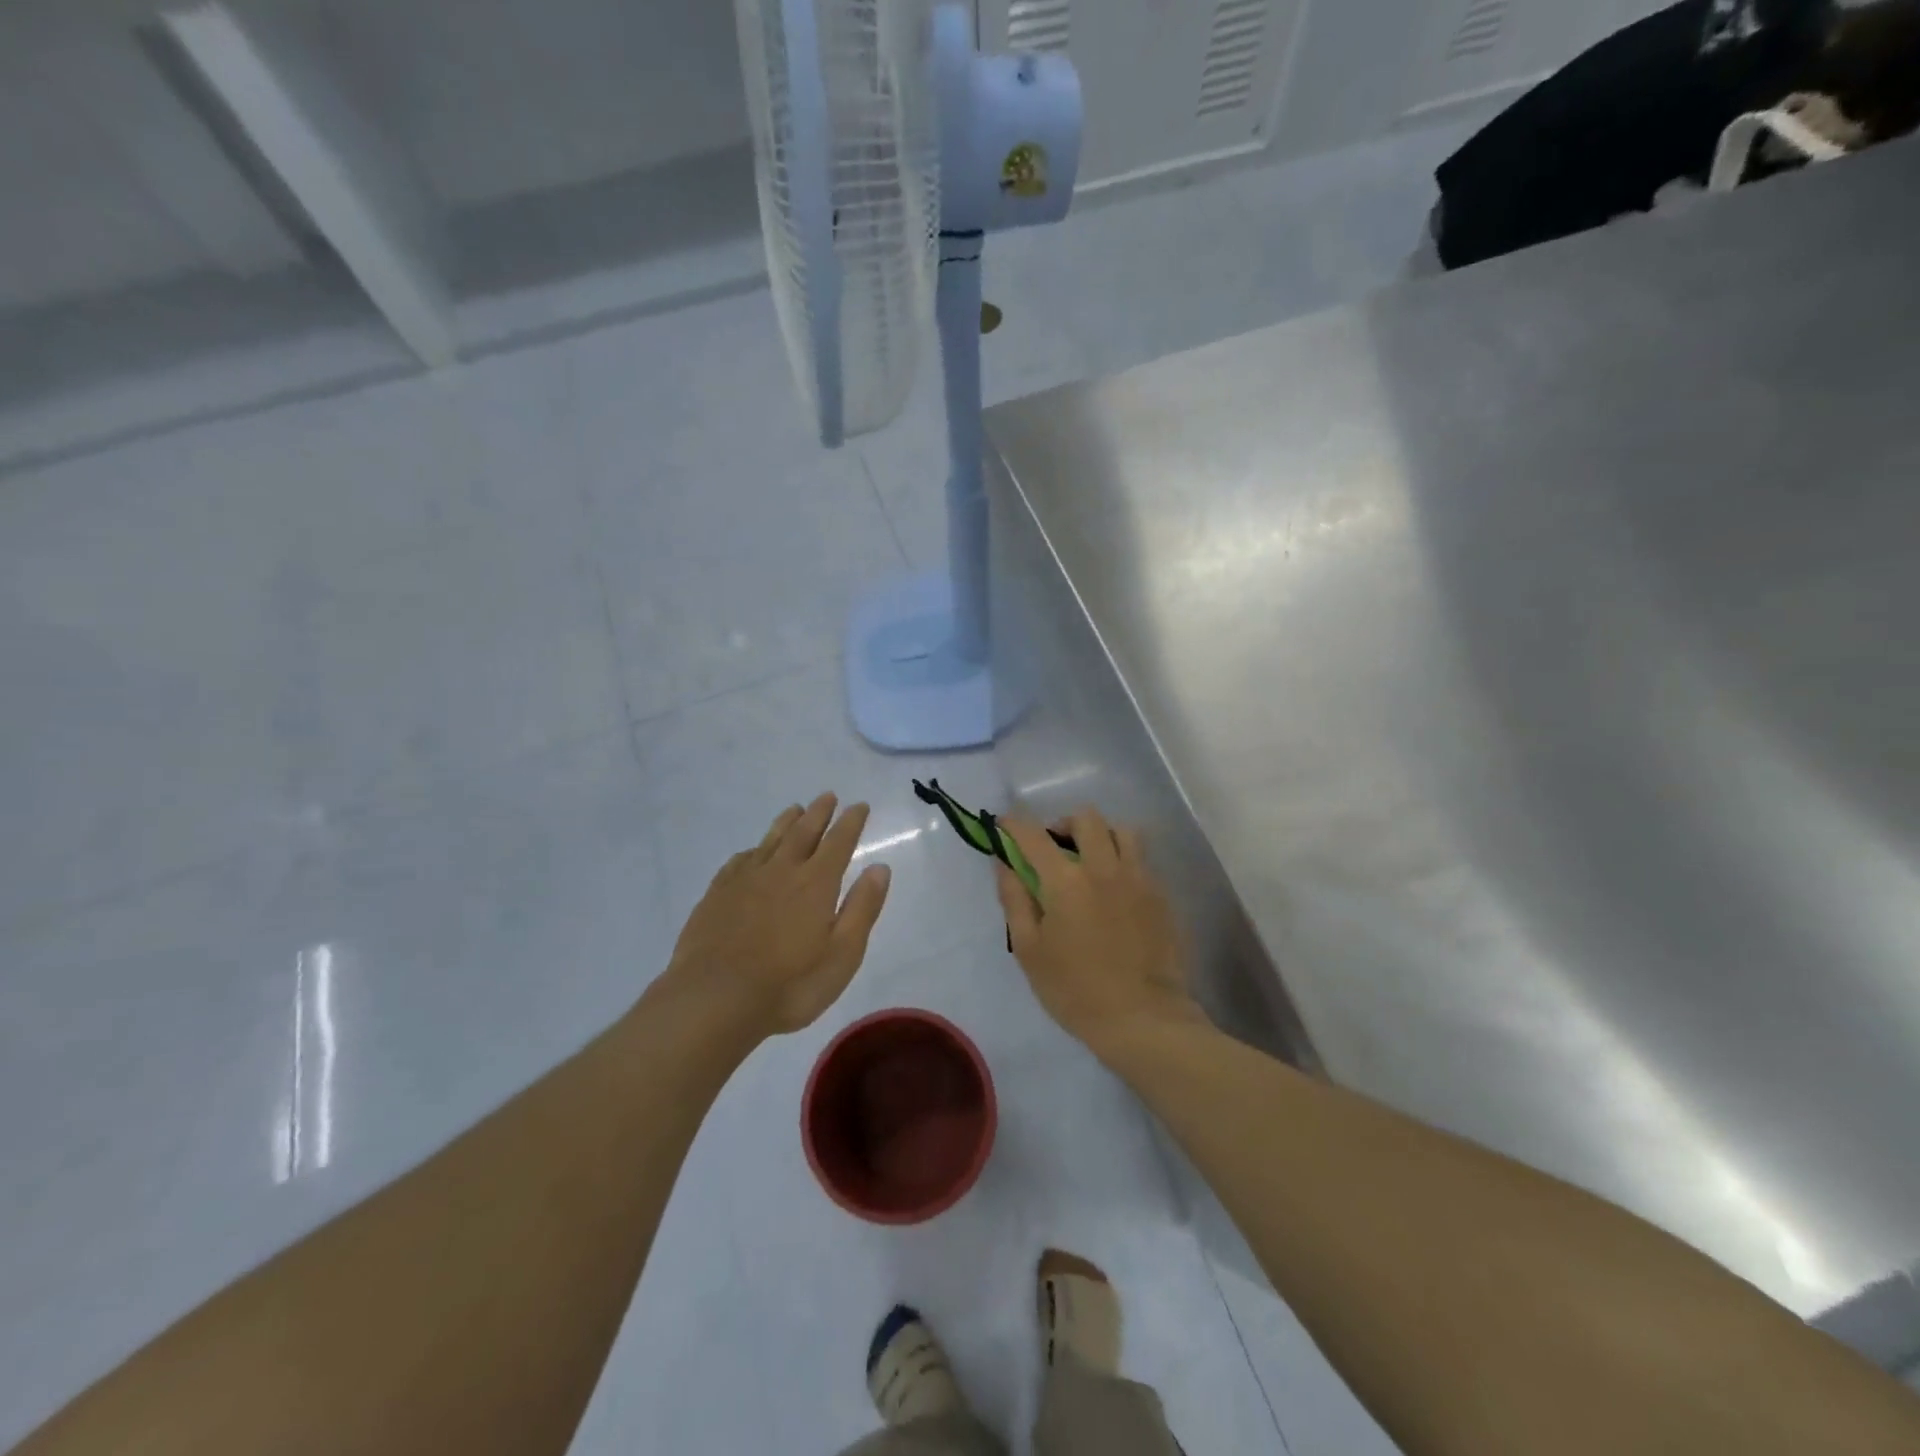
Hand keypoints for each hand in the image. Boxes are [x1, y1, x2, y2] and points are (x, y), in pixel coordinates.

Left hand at [662, 793, 890, 1037]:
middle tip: (828, 796)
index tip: (859, 805)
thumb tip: (880, 867)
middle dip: (819, 813)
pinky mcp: (717, 895)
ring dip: (786, 822)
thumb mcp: (842, 954)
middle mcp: (781, 871)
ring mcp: (745, 880)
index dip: (851, 822)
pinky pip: (739, 860)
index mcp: (816, 883)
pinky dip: (752, 850)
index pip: (839, 842)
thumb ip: (862, 908)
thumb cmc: (789, 985)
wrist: (714, 999)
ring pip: (770, 840)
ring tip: (794, 809)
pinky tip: (752, 852)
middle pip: (803, 832)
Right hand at [994, 809, 1205, 1055]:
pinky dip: (1123, 859)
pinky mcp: (1161, 895)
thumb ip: (1014, 899)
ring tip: (1090, 860)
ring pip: (1122, 830)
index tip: (1004, 824)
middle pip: (1086, 818)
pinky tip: (1114, 888)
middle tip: (1054, 847)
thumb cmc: (1075, 990)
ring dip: (1100, 835)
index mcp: (1066, 881)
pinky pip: (1141, 859)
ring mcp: (1138, 878)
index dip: (1014, 824)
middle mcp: (1104, 868)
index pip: (1033, 835)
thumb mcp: (1029, 950)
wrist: (1143, 1019)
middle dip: (1063, 823)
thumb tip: (1004, 863)